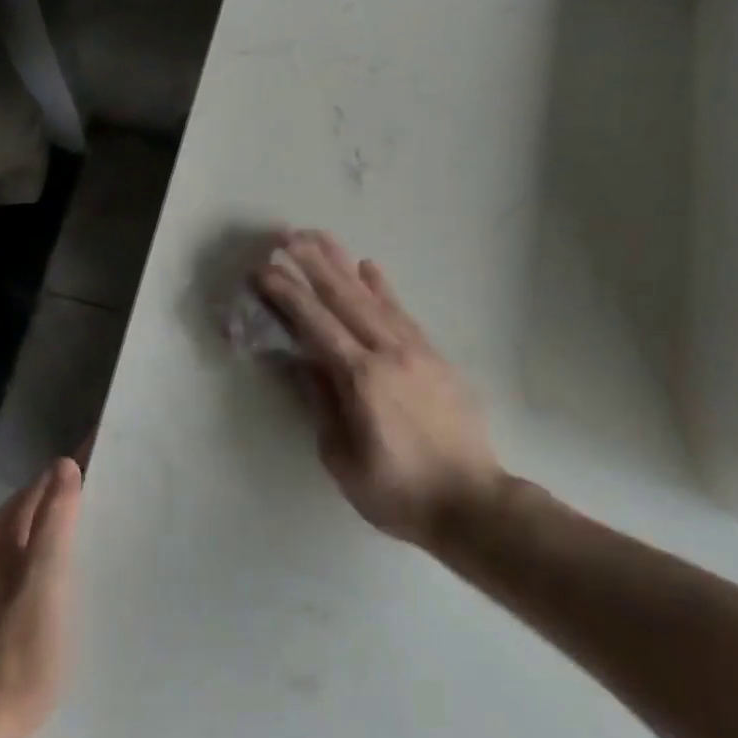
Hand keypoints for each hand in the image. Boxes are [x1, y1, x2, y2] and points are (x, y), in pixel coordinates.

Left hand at [0, 457, 82, 737]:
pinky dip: (36, 562)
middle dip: (64, 502)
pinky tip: (54, 583)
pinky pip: (13, 565)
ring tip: (87, 543)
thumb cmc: (20, 649)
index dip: (75, 473)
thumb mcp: (48, 579)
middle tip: (105, 508)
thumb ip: (56, 518)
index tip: (107, 468)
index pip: (43, 483)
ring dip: (50, 534)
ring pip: (22, 538)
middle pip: (31, 508)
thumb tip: (65, 463)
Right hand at [254, 230, 500, 546]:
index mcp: (361, 378)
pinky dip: (382, 287)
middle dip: (312, 262)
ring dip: (342, 263)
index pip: (316, 323)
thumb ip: (321, 402)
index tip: (264, 269)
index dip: (287, 293)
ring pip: (372, 296)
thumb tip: (301, 359)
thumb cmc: (398, 491)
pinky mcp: (434, 354)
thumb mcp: (343, 458)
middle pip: (344, 296)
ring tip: (320, 237)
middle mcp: (388, 351)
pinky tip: (369, 267)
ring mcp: (415, 348)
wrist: (472, 503)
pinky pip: (402, 311)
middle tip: (287, 235)